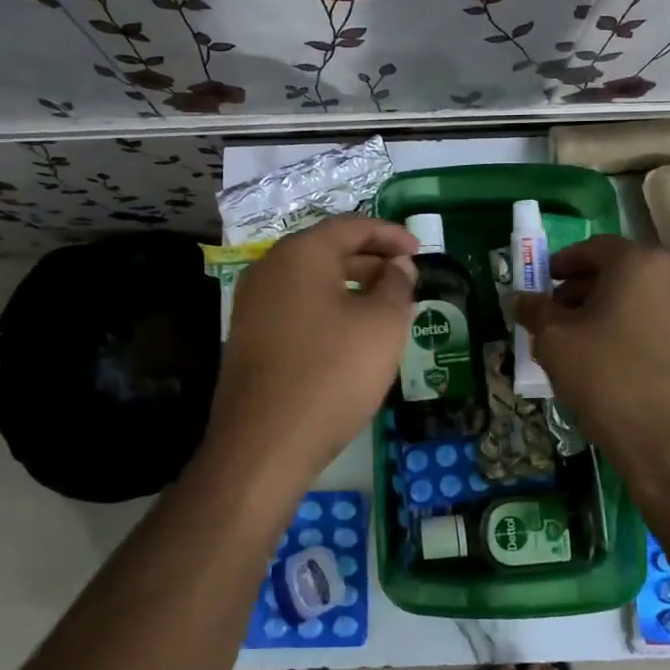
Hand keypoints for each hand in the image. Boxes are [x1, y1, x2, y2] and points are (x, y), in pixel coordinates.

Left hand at [201, 216, 417, 485]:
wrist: (264, 443)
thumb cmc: (332, 373)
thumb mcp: (382, 325)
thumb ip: (397, 285)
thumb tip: (398, 265)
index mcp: (301, 253)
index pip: (351, 226)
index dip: (390, 234)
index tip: (420, 250)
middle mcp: (270, 268)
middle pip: (328, 250)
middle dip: (372, 260)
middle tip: (407, 277)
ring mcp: (253, 304)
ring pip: (312, 281)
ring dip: (352, 286)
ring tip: (387, 306)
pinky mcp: (249, 337)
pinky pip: (297, 307)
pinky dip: (329, 309)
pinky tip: (353, 335)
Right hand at [514, 235, 669, 488]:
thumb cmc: (609, 382)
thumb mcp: (555, 343)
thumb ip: (535, 311)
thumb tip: (520, 299)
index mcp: (641, 263)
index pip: (596, 248)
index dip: (564, 263)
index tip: (545, 282)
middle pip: (624, 270)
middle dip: (588, 287)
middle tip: (560, 312)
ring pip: (647, 296)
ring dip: (614, 307)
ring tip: (587, 339)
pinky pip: (666, 321)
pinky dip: (640, 327)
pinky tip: (620, 359)